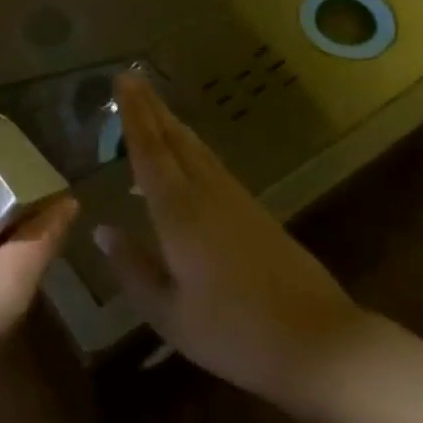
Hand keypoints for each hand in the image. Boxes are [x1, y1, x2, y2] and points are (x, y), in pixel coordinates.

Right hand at [95, 73, 376, 419]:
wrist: (320, 344)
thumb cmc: (234, 333)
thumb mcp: (169, 313)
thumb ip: (132, 268)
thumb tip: (101, 231)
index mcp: (179, 212)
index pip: (149, 150)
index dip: (133, 114)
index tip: (122, 79)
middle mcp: (206, 194)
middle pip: (174, 139)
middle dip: (151, 107)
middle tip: (132, 78)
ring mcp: (236, 200)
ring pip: (197, 149)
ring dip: (172, 124)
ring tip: (153, 108)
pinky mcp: (256, 213)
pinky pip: (213, 166)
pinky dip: (191, 149)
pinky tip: (187, 158)